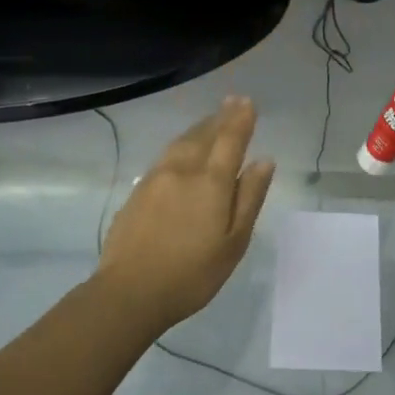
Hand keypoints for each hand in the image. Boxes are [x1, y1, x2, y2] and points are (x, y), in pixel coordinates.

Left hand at [95, 97, 276, 331]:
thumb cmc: (193, 273)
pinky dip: (180, 145)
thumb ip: (249, 197)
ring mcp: (155, 179)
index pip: (230, 139)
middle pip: (204, 135)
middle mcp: (182, 171)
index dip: (240, 119)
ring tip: (210, 121)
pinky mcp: (137, 192)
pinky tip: (181, 151)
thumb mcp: (234, 241)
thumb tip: (264, 161)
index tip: (247, 102)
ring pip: (181, 143)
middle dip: (220, 118)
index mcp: (211, 182)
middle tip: (232, 102)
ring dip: (199, 128)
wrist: (130, 292)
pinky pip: (165, 156)